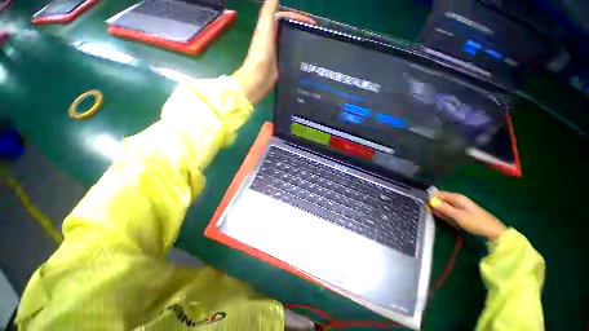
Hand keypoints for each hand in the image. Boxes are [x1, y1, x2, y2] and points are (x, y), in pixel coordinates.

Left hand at [232, 0, 314, 103]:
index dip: (299, 18)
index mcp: (270, 28)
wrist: (259, 77)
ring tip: (315, 46)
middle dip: (302, 30)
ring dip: (301, 43)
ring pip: (292, 44)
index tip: (313, 23)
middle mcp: (274, 39)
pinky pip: (292, 57)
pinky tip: (308, 58)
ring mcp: (278, 52)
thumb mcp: (265, 27)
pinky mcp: (281, 64)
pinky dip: (299, 56)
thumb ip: (269, 10)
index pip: (286, 18)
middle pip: (290, 31)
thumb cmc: (261, 52)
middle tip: (316, 35)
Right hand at [429, 192, 506, 239]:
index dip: (429, 198)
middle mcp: (456, 199)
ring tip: (437, 217)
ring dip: (439, 211)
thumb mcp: (457, 216)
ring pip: (443, 206)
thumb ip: (443, 208)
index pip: (437, 193)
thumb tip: (429, 200)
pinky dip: (445, 215)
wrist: (494, 232)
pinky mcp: (461, 212)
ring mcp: (459, 206)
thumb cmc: (476, 222)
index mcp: (456, 197)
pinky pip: (448, 211)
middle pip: (440, 199)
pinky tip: (446, 220)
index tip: (422, 205)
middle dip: (433, 205)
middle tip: (428, 213)